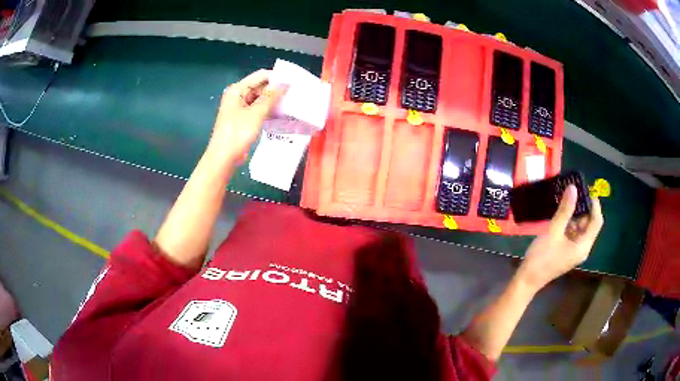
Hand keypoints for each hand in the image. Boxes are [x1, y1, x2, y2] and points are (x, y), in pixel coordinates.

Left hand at [206, 69, 286, 166]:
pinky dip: (268, 109)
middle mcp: (238, 96)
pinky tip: (281, 112)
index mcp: (237, 90)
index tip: (293, 81)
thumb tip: (285, 83)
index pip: (260, 76)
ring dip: (273, 100)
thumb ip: (271, 96)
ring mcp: (240, 108)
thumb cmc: (237, 133)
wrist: (224, 157)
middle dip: (276, 89)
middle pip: (260, 86)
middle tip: (295, 93)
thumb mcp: (256, 113)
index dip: (276, 77)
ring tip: (291, 102)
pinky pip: (258, 109)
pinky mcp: (243, 119)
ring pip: (260, 98)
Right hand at [516, 185, 603, 291]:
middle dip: (583, 207)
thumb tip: (573, 188)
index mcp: (583, 245)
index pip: (596, 221)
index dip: (594, 204)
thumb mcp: (554, 231)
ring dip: (575, 214)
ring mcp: (575, 250)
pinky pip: (573, 233)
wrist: (527, 279)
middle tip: (573, 192)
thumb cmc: (542, 257)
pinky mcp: (567, 251)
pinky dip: (569, 222)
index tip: (586, 189)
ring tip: (565, 200)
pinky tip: (560, 214)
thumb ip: (565, 210)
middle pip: (589, 224)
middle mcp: (583, 248)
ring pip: (580, 227)